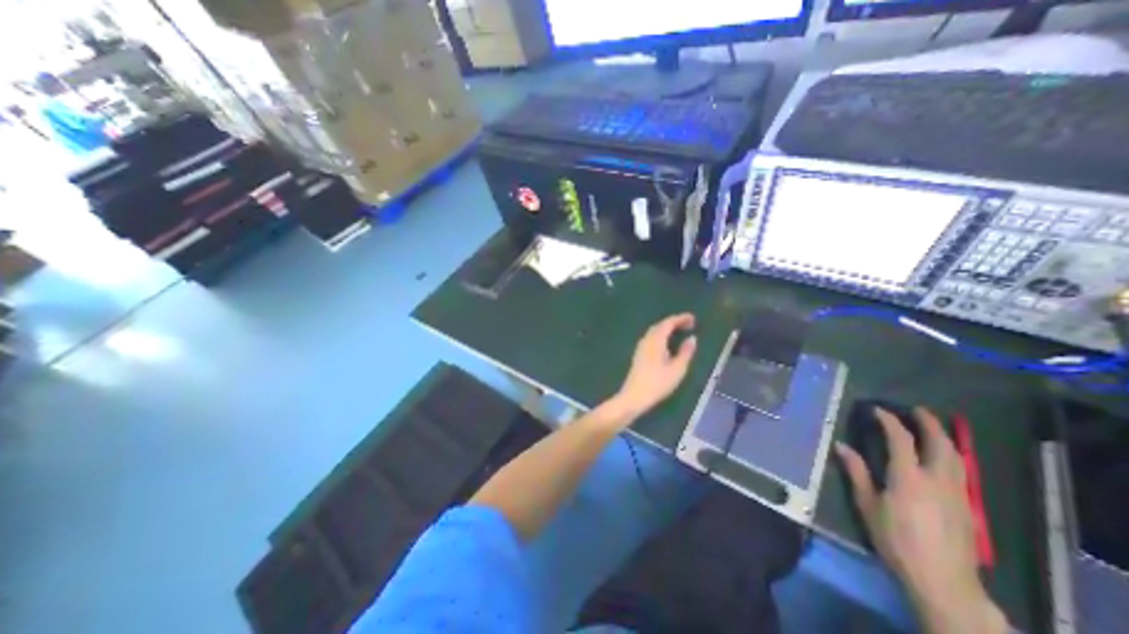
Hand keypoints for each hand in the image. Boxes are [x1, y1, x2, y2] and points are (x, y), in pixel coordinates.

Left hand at [615, 313, 693, 423]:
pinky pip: (651, 338)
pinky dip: (661, 336)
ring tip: (680, 332)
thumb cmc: (658, 383)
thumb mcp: (677, 369)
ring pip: (654, 332)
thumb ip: (686, 352)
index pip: (668, 323)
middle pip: (660, 325)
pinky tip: (667, 344)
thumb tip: (692, 339)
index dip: (681, 319)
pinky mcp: (639, 355)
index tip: (693, 318)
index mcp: (656, 340)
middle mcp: (646, 340)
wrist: (634, 396)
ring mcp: (640, 347)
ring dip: (667, 329)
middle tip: (689, 324)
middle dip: (674, 322)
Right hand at [837, 408, 1003, 630]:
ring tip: (932, 428)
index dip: (889, 421)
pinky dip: (951, 456)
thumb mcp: (868, 505)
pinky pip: (961, 472)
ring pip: (956, 458)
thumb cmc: (895, 539)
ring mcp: (957, 493)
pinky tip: (943, 458)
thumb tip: (841, 446)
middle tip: (917, 410)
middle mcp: (937, 480)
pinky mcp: (967, 507)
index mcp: (909, 477)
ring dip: (944, 438)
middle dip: (929, 424)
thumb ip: (857, 473)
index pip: (901, 439)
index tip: (877, 410)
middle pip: (940, 444)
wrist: (942, 580)